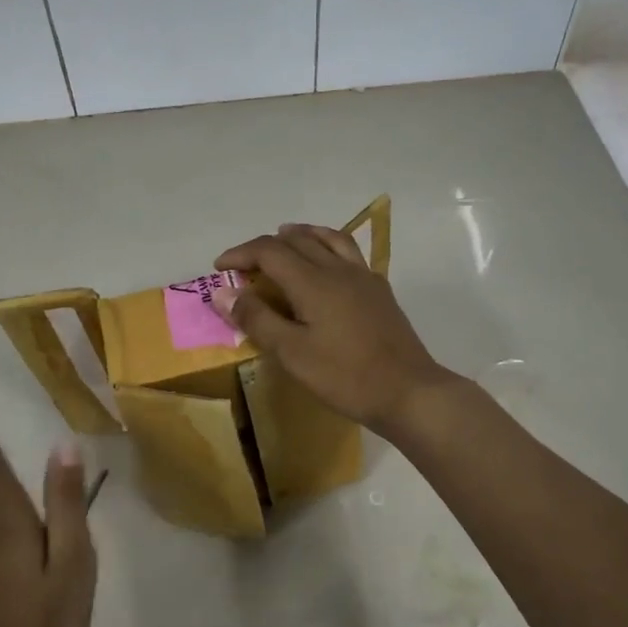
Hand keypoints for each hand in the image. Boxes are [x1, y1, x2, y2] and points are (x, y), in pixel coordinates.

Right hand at [213, 224, 456, 435]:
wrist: (408, 391)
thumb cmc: (345, 376)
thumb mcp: (292, 353)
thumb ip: (256, 319)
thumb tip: (222, 293)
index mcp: (313, 281)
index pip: (269, 251)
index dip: (240, 254)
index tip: (219, 268)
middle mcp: (337, 269)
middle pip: (296, 240)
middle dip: (265, 246)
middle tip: (245, 264)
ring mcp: (363, 276)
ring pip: (327, 238)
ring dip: (299, 235)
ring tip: (284, 239)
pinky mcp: (379, 289)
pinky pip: (348, 252)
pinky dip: (327, 245)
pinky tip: (326, 263)